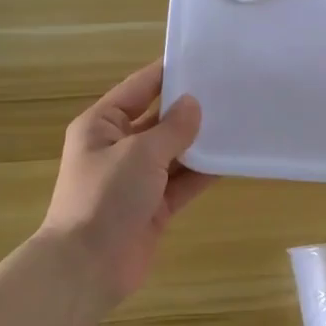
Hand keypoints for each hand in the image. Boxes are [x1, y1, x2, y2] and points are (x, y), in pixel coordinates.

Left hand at [39, 61, 213, 305]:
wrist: (87, 267)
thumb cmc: (106, 197)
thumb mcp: (140, 153)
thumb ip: (172, 128)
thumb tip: (193, 104)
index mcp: (102, 125)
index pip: (139, 88)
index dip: (168, 73)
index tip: (202, 58)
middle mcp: (118, 147)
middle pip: (159, 120)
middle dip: (190, 109)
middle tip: (230, 90)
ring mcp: (136, 179)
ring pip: (174, 152)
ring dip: (200, 142)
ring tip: (238, 120)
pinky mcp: (153, 206)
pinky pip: (182, 182)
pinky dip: (203, 173)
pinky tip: (232, 159)